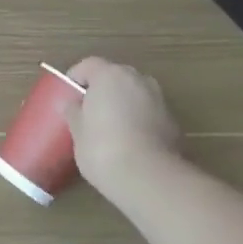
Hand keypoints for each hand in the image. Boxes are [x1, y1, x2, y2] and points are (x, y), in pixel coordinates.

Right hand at [63, 57, 183, 198]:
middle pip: (115, 76)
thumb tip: (71, 105)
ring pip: (135, 94)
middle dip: (102, 90)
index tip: (68, 96)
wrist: (149, 178)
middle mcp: (137, 79)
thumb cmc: (102, 148)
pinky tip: (131, 143)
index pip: (88, 65)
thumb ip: (74, 112)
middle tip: (89, 112)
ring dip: (124, 104)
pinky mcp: (174, 122)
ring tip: (111, 129)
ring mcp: (159, 99)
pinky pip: (149, 113)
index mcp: (110, 75)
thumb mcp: (77, 132)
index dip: (76, 78)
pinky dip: (140, 120)